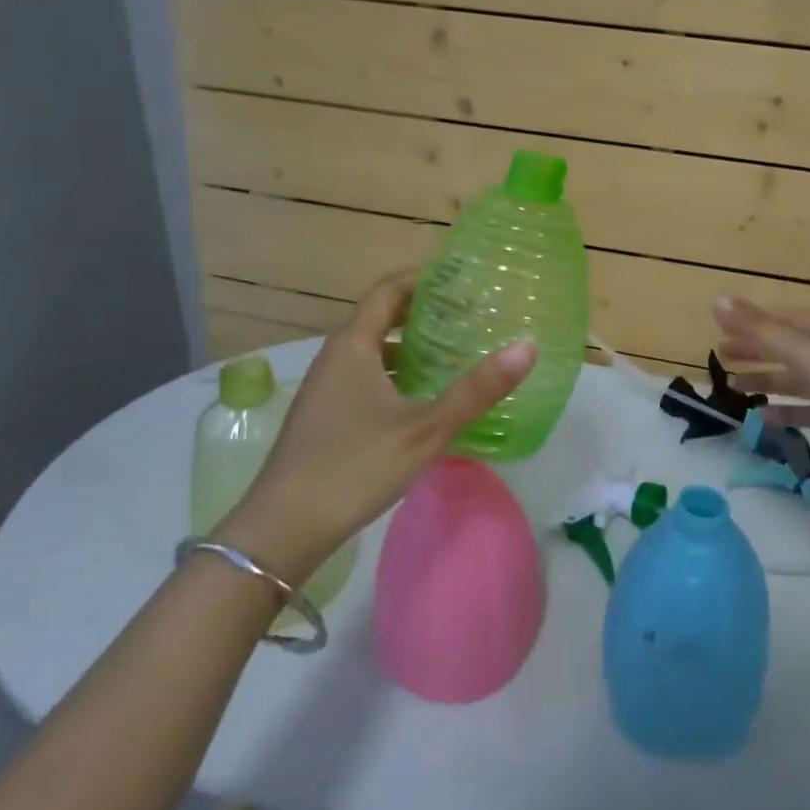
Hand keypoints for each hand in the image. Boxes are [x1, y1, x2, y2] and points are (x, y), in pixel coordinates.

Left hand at [218, 269, 536, 582]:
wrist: (281, 532)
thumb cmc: (355, 468)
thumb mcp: (426, 429)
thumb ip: (477, 389)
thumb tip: (528, 347)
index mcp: (353, 346)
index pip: (389, 289)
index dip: (424, 277)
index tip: (462, 278)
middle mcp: (335, 357)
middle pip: (380, 316)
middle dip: (423, 311)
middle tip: (469, 314)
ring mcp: (326, 388)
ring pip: (373, 350)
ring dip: (410, 344)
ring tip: (454, 351)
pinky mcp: (325, 416)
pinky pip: (366, 376)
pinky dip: (397, 373)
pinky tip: (423, 398)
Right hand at [713, 296, 809, 477]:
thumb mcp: (803, 350)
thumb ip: (758, 329)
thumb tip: (716, 300)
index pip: (782, 321)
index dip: (751, 324)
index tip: (720, 333)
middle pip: (786, 348)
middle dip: (754, 351)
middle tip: (721, 357)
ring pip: (794, 380)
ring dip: (765, 380)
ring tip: (733, 387)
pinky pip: (807, 410)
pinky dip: (785, 411)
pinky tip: (761, 417)